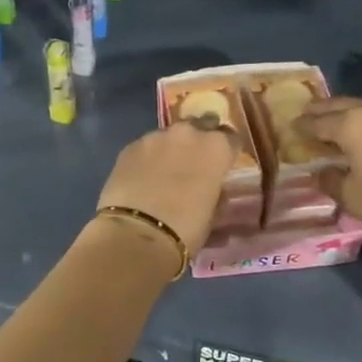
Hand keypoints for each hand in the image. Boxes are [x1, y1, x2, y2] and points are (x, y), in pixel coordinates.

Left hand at [95, 119, 235, 255]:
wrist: (137, 234)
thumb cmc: (186, 228)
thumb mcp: (213, 213)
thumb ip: (216, 192)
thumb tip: (213, 188)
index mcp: (216, 147)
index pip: (231, 138)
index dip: (227, 152)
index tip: (223, 164)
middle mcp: (188, 133)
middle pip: (199, 127)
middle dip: (198, 142)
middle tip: (194, 164)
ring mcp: (155, 137)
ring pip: (169, 136)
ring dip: (171, 149)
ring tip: (165, 171)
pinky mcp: (129, 146)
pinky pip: (145, 147)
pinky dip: (148, 158)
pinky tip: (143, 177)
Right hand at [296, 97, 361, 248]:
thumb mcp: (352, 197)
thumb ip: (330, 180)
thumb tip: (320, 171)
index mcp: (352, 124)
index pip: (318, 122)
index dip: (302, 126)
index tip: (292, 128)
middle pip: (341, 105)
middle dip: (322, 111)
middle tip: (308, 116)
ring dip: (350, 113)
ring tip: (340, 124)